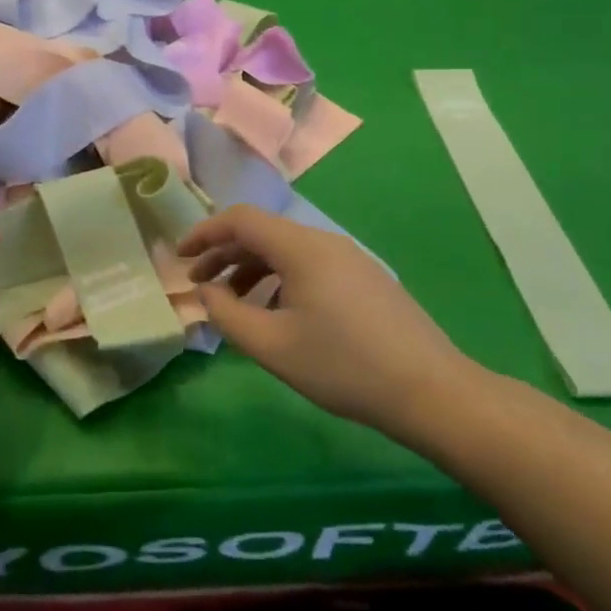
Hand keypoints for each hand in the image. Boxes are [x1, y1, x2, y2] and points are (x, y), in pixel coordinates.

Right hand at [181, 205, 469, 439]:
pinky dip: (280, 280)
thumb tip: (207, 293)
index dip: (204, 233)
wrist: (430, 391)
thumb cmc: (343, 366)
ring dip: (252, 270)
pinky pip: (310, 266)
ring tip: (234, 305)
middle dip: (224, 255)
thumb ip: (227, 315)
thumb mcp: (272, 346)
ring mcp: (350, 259)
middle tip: (200, 285)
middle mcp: (325, 242)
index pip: (240, 219)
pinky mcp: (365, 279)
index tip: (180, 257)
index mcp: (301, 248)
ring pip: (287, 251)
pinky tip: (278, 315)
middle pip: (263, 233)